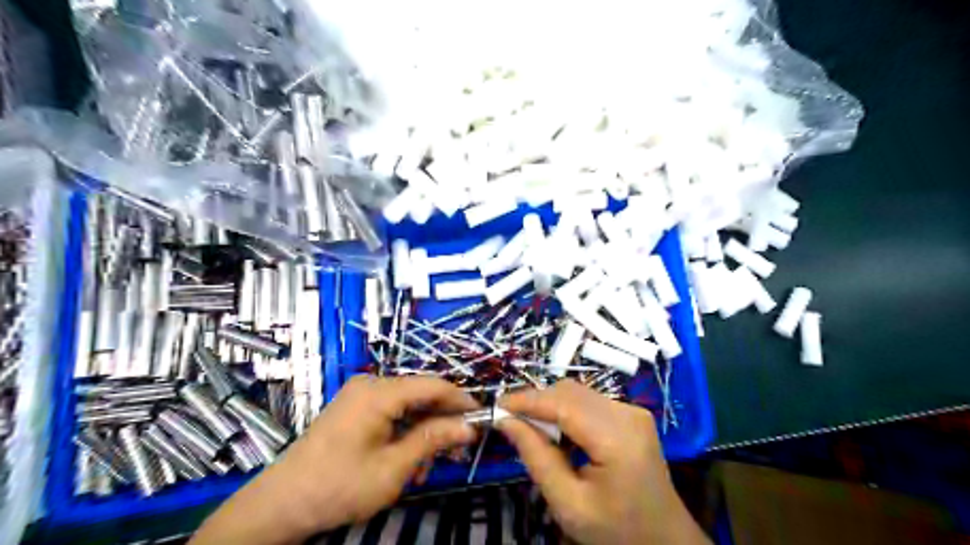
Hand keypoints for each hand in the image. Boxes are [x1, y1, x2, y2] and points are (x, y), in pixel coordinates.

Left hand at [191, 377, 475, 542]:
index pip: (433, 385)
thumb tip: (467, 427)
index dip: (460, 400)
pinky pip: (390, 413)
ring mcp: (360, 397)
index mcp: (379, 393)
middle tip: (459, 449)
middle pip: (420, 394)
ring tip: (428, 465)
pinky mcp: (354, 410)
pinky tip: (408, 461)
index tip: (482, 417)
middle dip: (442, 421)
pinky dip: (405, 433)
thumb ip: (432, 441)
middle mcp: (370, 386)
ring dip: (423, 432)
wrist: (280, 504)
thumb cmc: (338, 486)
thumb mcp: (392, 468)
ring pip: (407, 406)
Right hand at [495, 379, 710, 544]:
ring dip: (549, 405)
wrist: (665, 541)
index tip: (496, 407)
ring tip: (530, 429)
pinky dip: (565, 411)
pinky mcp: (631, 415)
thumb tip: (506, 422)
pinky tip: (557, 432)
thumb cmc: (617, 531)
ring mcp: (632, 411)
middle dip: (536, 402)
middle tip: (509, 421)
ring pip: (577, 393)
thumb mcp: (569, 504)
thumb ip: (537, 458)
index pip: (563, 403)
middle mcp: (627, 413)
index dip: (526, 400)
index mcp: (617, 438)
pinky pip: (588, 401)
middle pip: (570, 392)